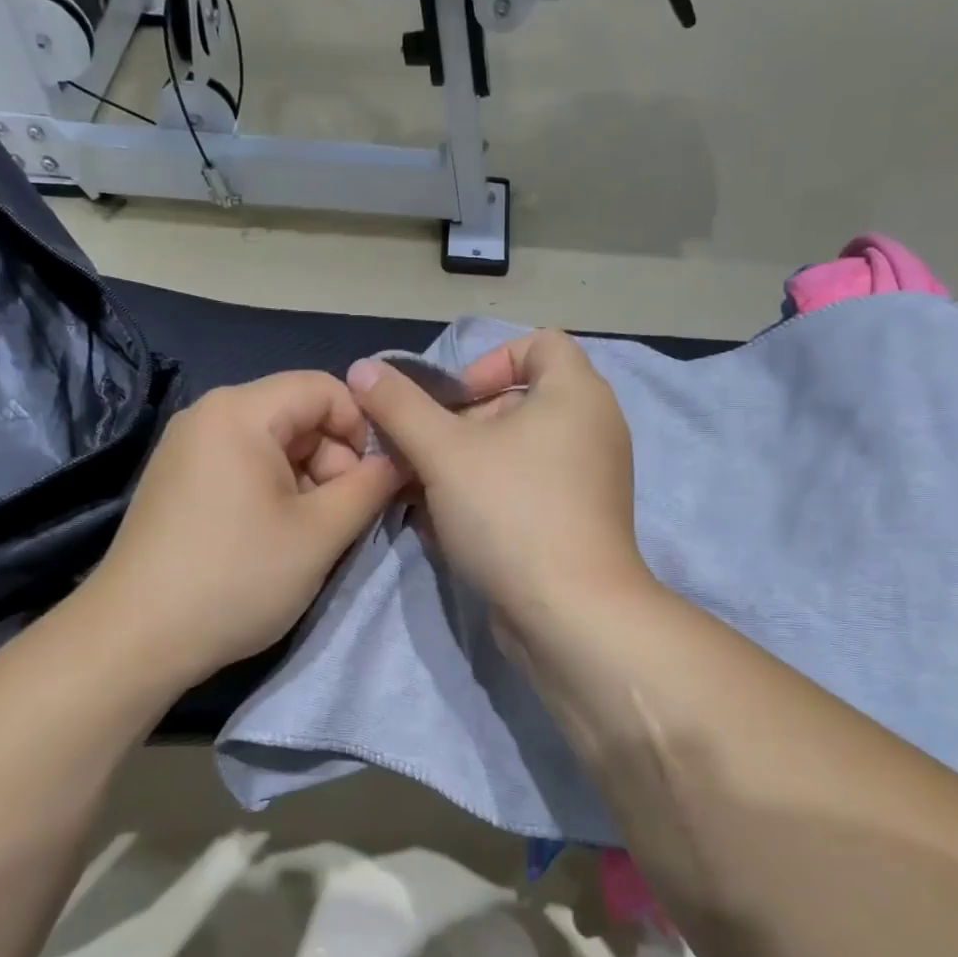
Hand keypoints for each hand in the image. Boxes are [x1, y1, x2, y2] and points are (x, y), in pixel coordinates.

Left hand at [88, 372, 401, 686]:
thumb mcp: (320, 533)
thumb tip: (397, 462)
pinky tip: (274, 536)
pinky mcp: (178, 479)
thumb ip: (370, 487)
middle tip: (340, 516)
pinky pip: (244, 464)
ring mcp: (188, 447)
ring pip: (274, 443)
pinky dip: (274, 490)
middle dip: (333, 459)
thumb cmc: (236, 577)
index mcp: (241, 411)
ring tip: (309, 534)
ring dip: (307, 481)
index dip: (362, 428)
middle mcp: (209, 414)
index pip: (325, 388)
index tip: (373, 481)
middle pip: (298, 414)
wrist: (135, 638)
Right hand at [346, 331, 650, 625]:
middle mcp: (594, 427)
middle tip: (428, 455)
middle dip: (464, 423)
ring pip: (519, 451)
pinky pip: (530, 488)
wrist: (570, 613)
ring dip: (468, 464)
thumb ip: (400, 405)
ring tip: (427, 493)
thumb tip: (363, 367)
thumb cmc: (511, 512)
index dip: (489, 361)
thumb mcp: (444, 452)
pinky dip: (491, 495)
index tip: (454, 401)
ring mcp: (591, 478)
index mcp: (576, 394)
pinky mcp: (580, 519)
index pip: (539, 343)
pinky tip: (450, 524)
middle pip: (520, 400)